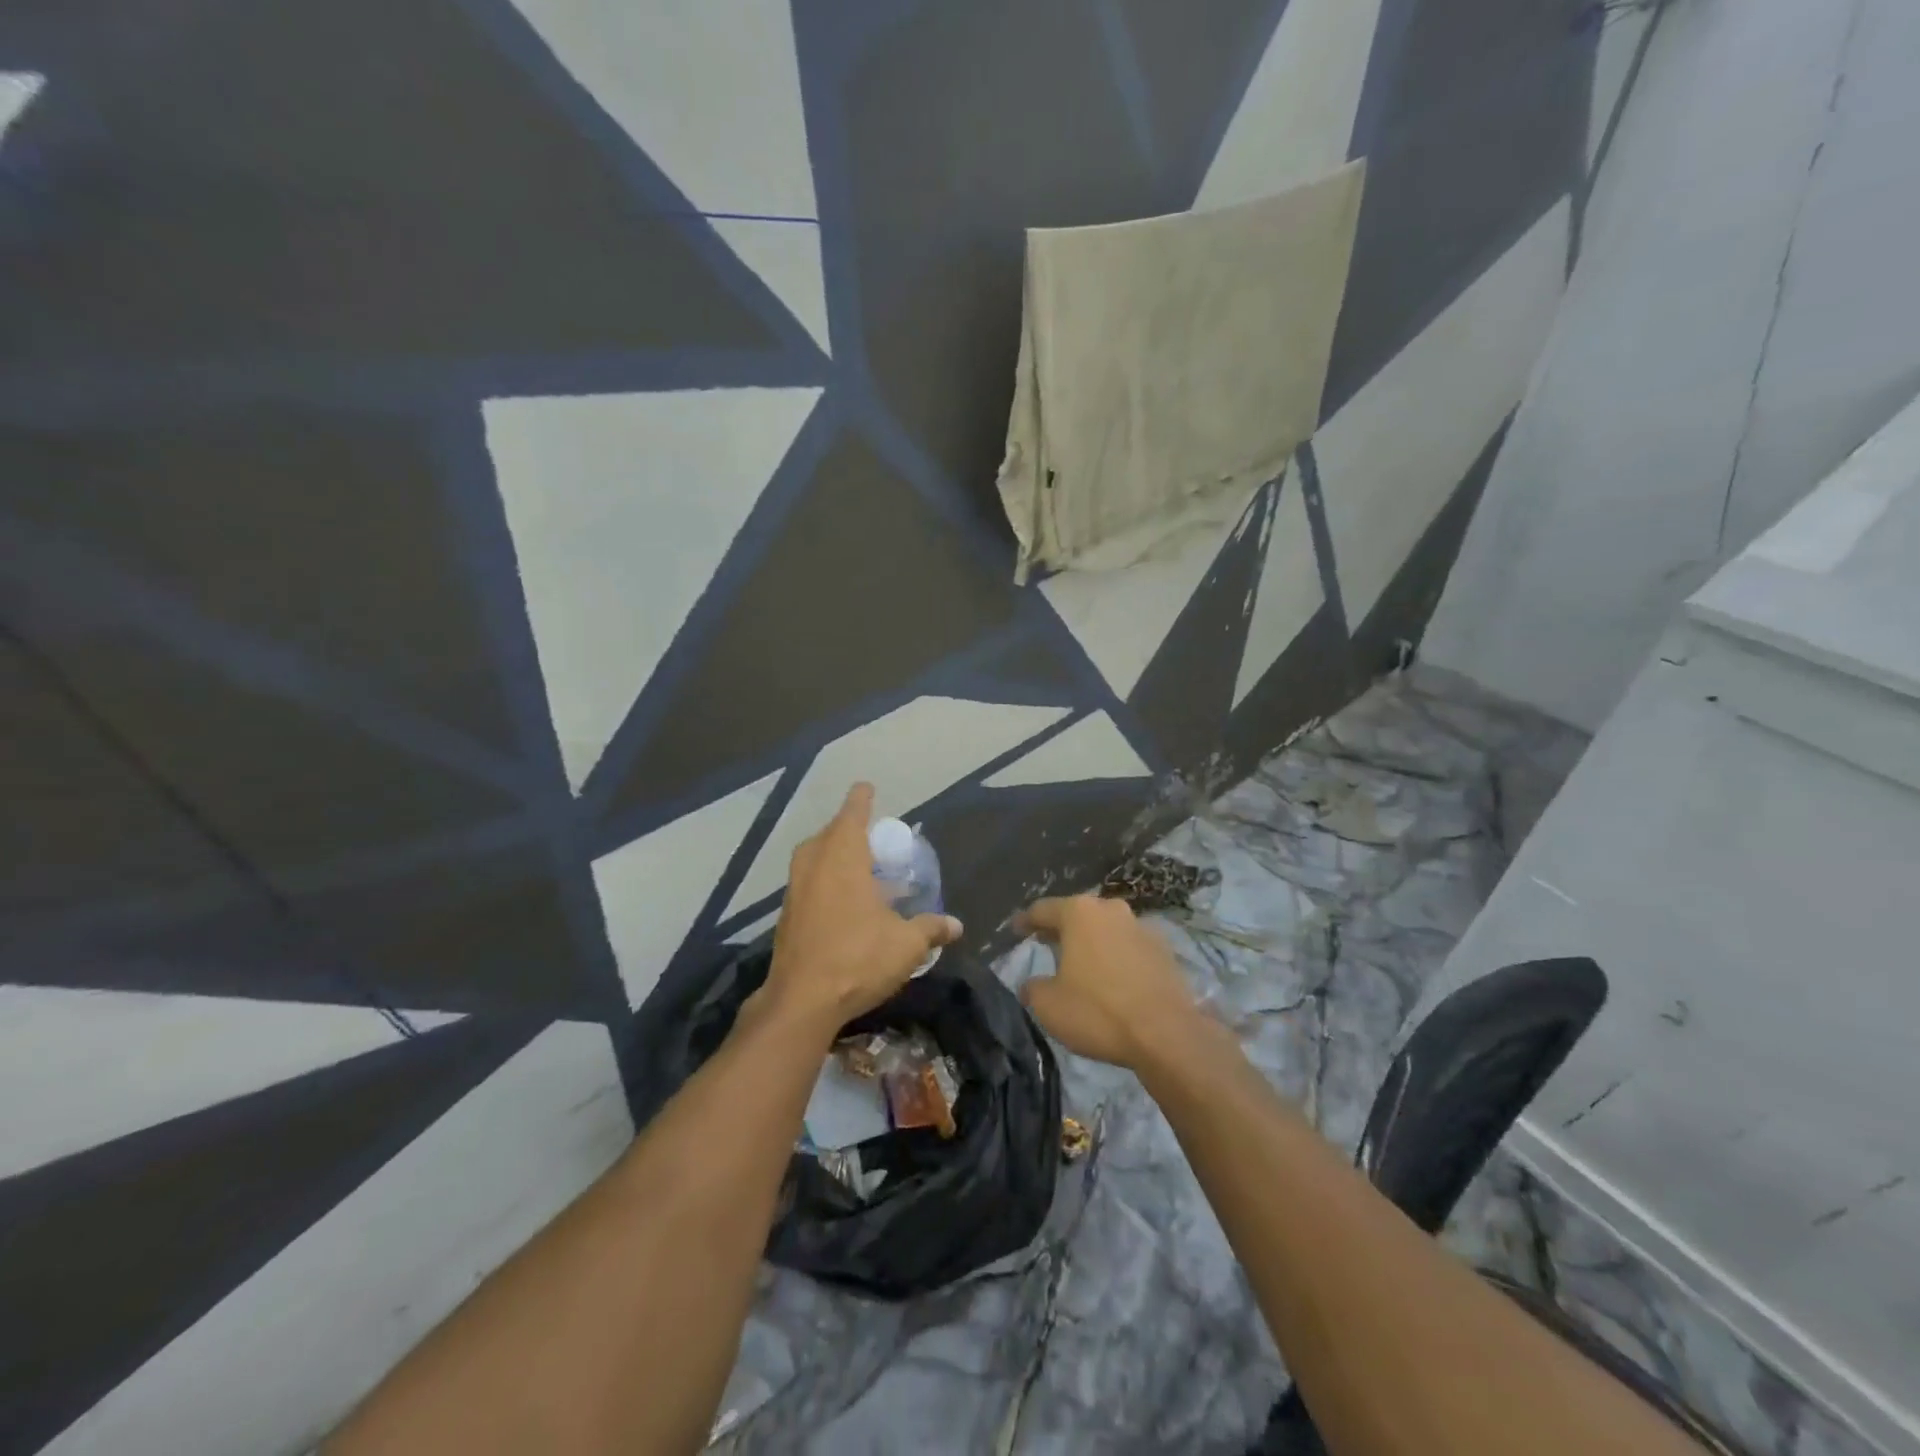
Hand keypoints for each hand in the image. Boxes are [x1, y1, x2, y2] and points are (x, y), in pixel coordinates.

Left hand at [761, 783, 961, 1034]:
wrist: (801, 1001)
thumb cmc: (857, 958)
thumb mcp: (906, 944)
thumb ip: (931, 928)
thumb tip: (956, 926)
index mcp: (842, 856)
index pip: (852, 812)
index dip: (861, 799)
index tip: (867, 788)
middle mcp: (814, 863)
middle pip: (831, 833)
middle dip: (850, 830)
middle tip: (873, 841)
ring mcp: (795, 888)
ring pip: (815, 858)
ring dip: (835, 857)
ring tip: (862, 872)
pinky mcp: (786, 914)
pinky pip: (808, 882)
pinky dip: (825, 882)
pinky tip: (844, 905)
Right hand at [1014, 894, 1202, 1069]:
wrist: (1166, 1034)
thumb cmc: (1098, 1012)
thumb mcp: (1048, 1005)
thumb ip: (1033, 988)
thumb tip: (1032, 984)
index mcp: (1079, 913)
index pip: (1042, 909)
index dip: (1025, 921)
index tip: (1016, 930)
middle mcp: (1111, 909)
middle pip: (1077, 914)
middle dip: (1061, 929)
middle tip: (1046, 944)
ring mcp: (1142, 927)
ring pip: (1106, 929)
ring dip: (1092, 942)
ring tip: (1081, 964)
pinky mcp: (1165, 949)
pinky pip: (1130, 947)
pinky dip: (1117, 957)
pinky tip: (1113, 978)